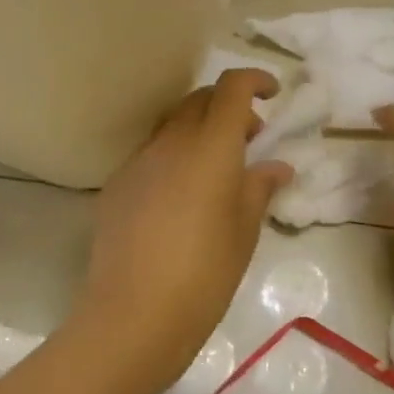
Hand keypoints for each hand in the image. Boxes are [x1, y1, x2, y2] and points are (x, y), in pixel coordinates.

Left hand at [73, 70, 293, 389]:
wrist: (134, 313)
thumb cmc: (205, 272)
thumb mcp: (244, 231)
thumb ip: (260, 188)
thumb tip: (276, 166)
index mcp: (210, 146)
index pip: (231, 88)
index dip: (254, 80)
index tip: (272, 94)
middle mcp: (170, 142)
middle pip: (199, 100)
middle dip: (228, 106)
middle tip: (250, 138)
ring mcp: (138, 161)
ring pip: (172, 125)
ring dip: (198, 130)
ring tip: (216, 169)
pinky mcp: (117, 185)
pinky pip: (151, 154)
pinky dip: (173, 156)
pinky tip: (180, 197)